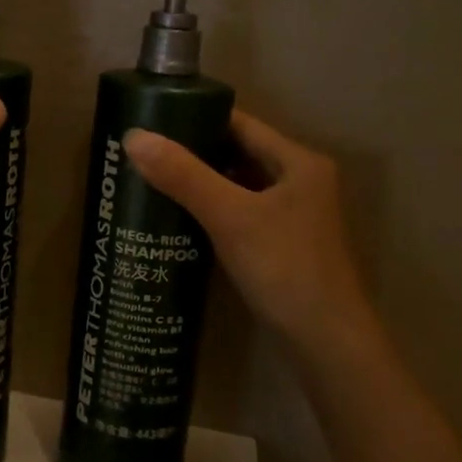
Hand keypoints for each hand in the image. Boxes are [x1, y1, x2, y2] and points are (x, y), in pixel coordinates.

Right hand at [122, 112, 378, 366]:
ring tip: (154, 181)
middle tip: (146, 153)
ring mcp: (295, 215)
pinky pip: (242, 212)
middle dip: (194, 152)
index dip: (197, 118)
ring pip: (240, 185)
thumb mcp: (230, 217)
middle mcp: (301, 181)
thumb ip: (183, 176)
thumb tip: (133, 137)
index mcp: (299, 161)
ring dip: (203, 182)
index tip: (154, 120)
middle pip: (239, 153)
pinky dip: (214, 210)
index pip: (241, 123)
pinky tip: (182, 218)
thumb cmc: (285, 268)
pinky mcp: (285, 244)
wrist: (328, 344)